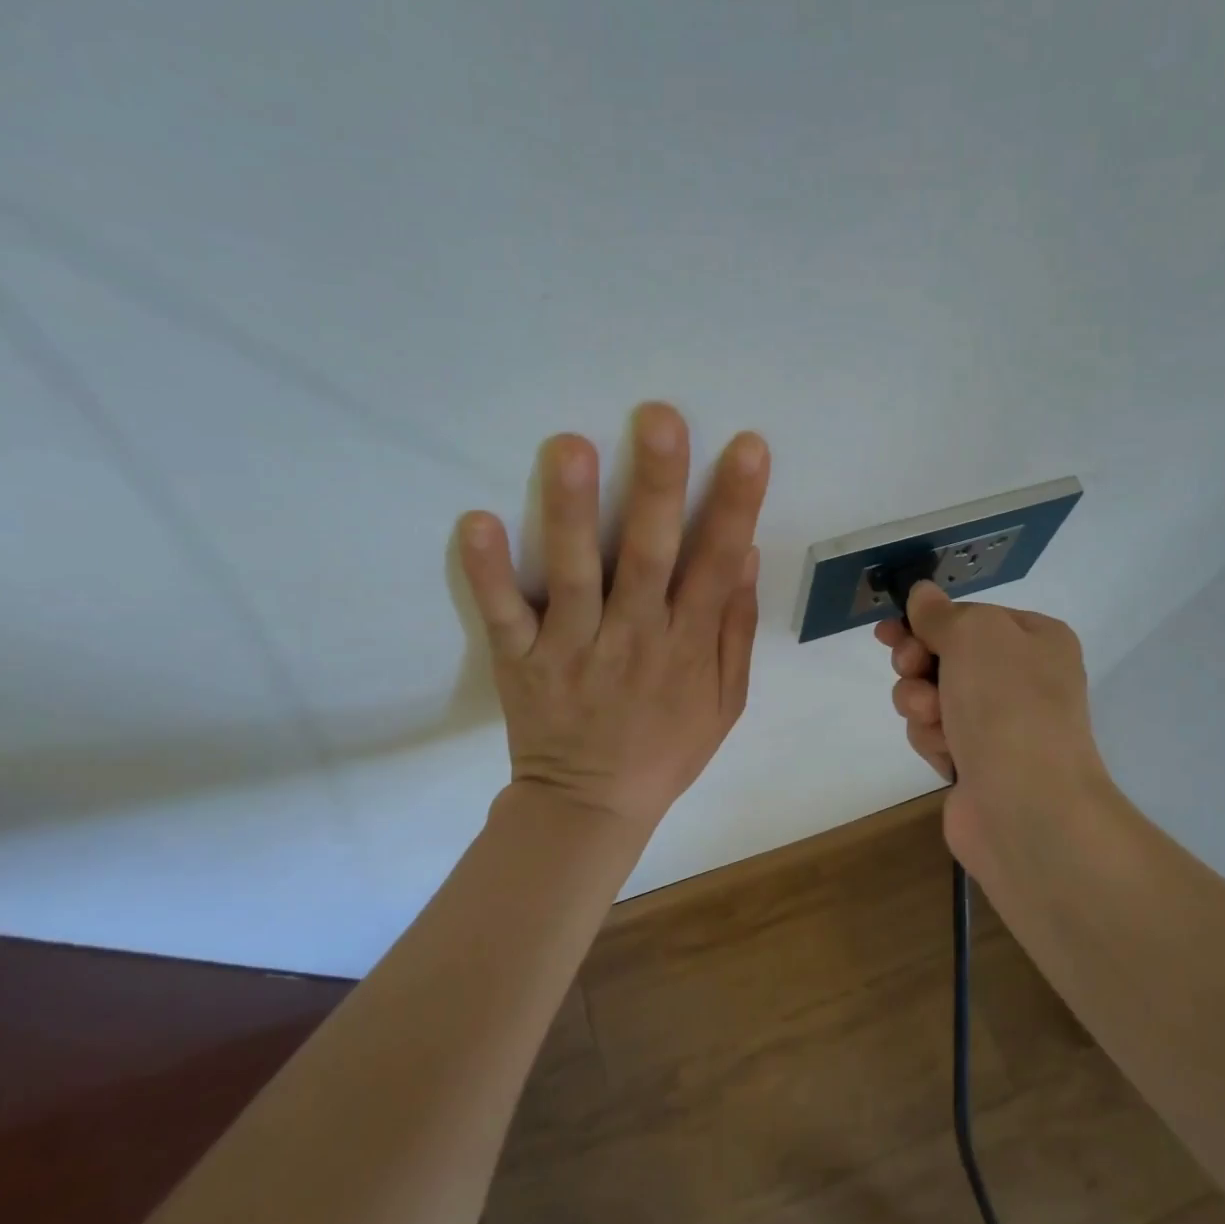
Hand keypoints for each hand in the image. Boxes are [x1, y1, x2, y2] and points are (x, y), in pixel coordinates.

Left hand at [456, 403, 769, 837]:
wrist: (591, 806)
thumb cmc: (666, 748)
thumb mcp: (726, 701)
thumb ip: (735, 629)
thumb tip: (745, 554)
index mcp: (687, 644)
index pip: (717, 564)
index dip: (736, 505)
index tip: (748, 447)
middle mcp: (634, 637)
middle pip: (648, 555)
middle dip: (658, 486)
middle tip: (659, 418)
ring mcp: (573, 648)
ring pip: (575, 574)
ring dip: (571, 512)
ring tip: (568, 446)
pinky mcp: (522, 661)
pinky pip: (504, 614)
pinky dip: (488, 572)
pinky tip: (476, 522)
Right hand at [875, 583, 1114, 878]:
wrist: (1028, 806)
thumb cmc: (1008, 704)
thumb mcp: (974, 635)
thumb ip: (942, 613)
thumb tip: (923, 595)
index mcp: (1036, 639)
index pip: (968, 617)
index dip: (925, 621)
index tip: (888, 630)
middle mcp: (1022, 679)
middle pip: (944, 656)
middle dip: (918, 664)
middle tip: (910, 669)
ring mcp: (1001, 725)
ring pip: (932, 696)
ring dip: (921, 703)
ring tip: (933, 719)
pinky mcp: (977, 763)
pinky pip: (936, 735)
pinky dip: (933, 739)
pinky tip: (946, 752)